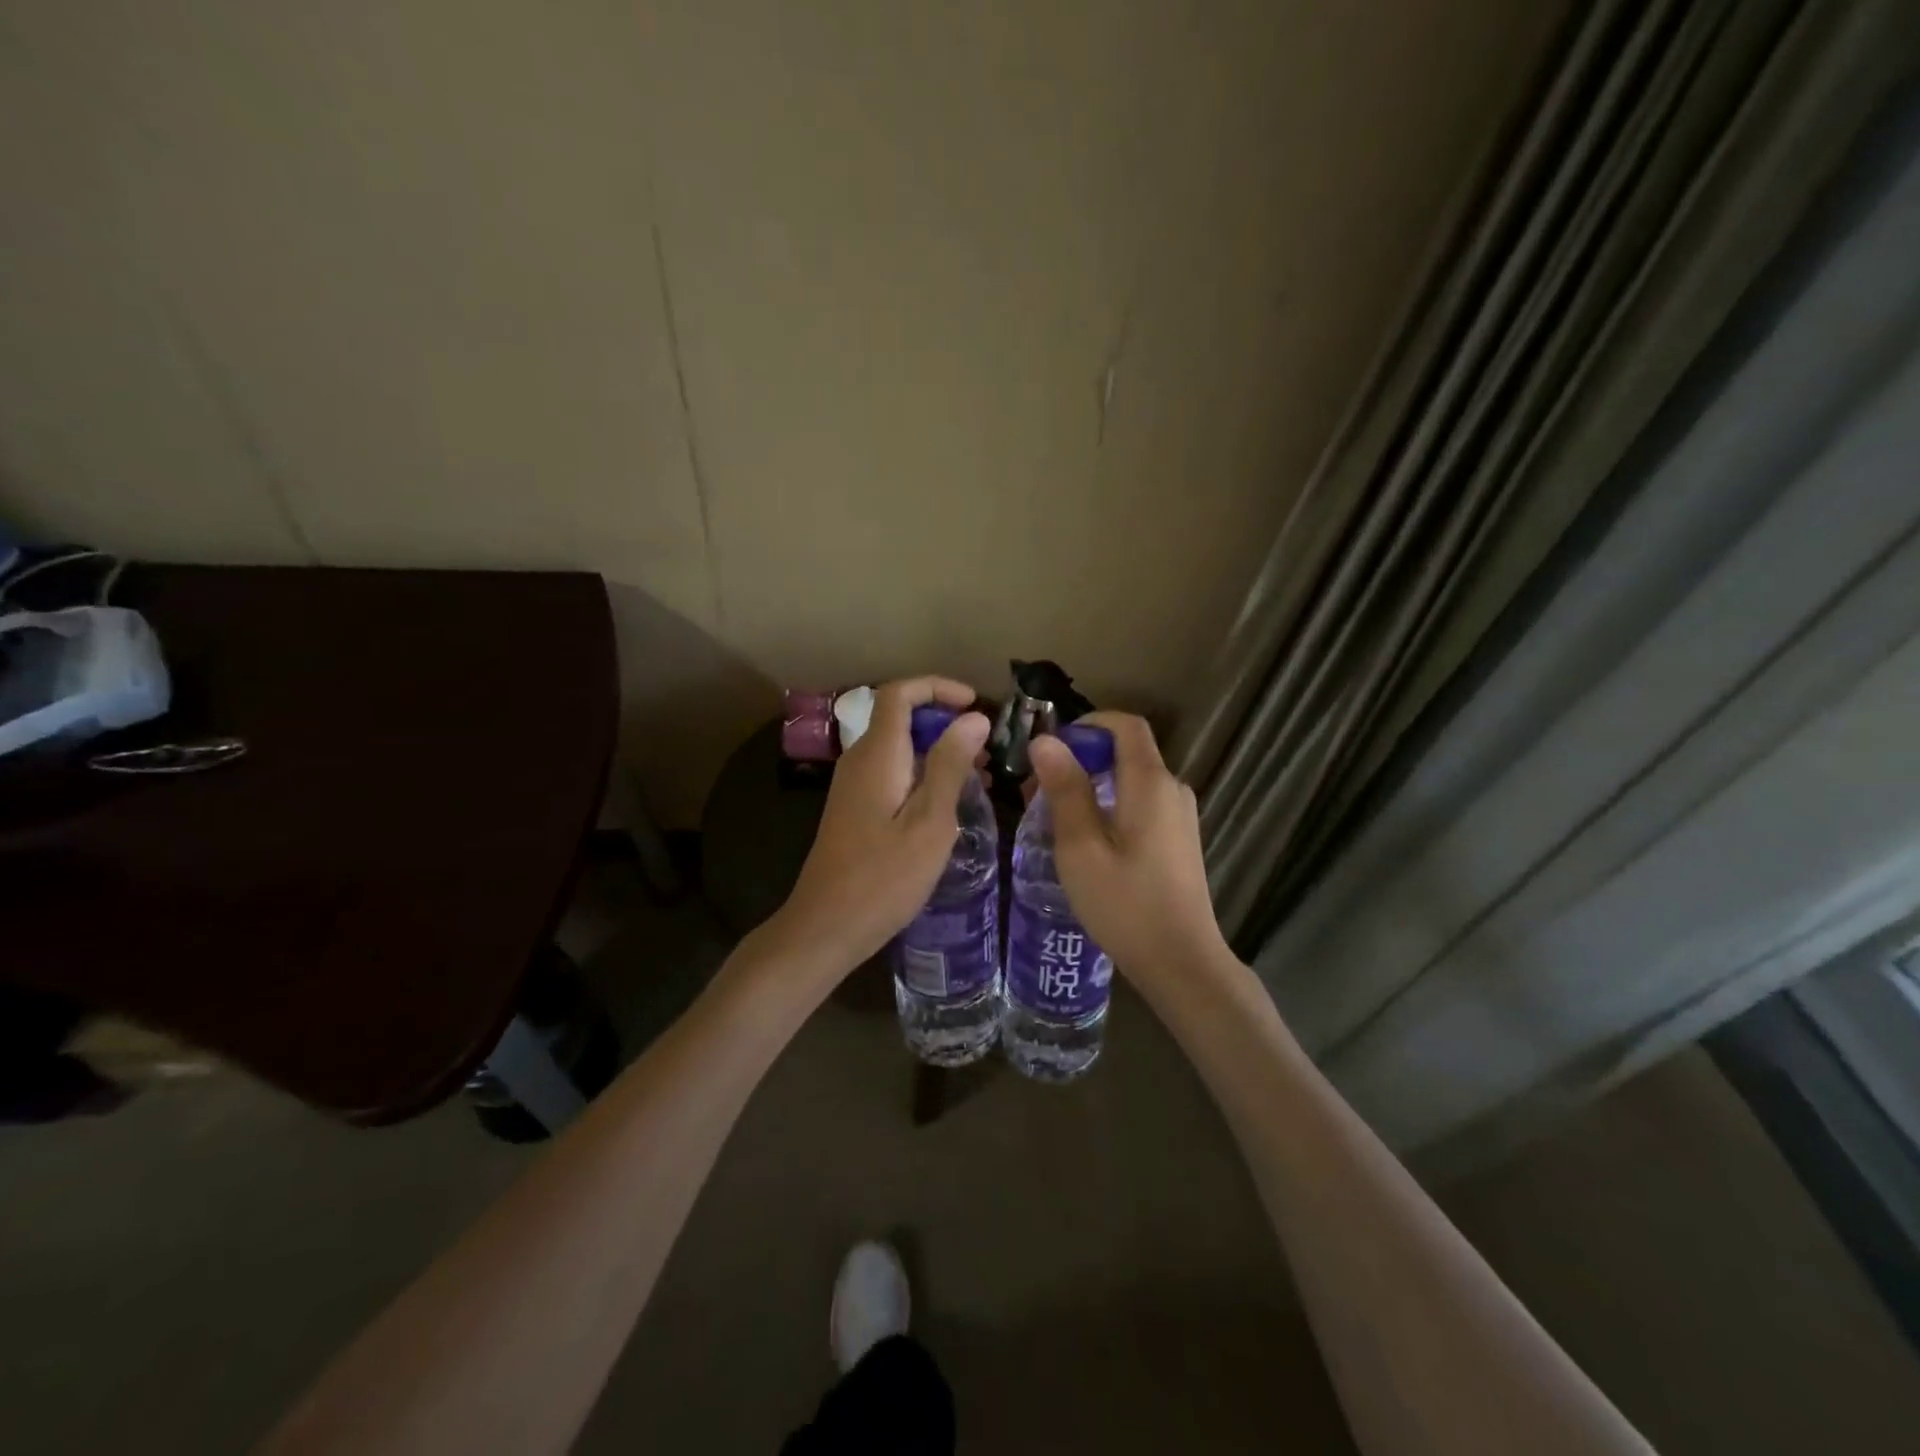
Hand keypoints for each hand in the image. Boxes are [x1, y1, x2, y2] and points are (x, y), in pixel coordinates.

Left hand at [778, 677, 990, 975]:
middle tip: (988, 750)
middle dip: (946, 722)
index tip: (976, 704)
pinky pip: (893, 773)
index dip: (938, 687)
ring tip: (981, 776)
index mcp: (877, 754)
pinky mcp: (856, 808)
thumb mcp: (930, 821)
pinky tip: (951, 804)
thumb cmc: (884, 877)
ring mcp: (854, 785)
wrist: (826, 926)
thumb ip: (950, 764)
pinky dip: (924, 774)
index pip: (900, 693)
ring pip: (900, 747)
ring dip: (939, 751)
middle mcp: (860, 760)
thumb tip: (972, 718)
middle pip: (901, 717)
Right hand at [1027, 712, 1229, 988]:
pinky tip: (1086, 840)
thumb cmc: (1125, 904)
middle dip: (1081, 759)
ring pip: (1132, 781)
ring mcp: (1181, 816)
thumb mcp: (1080, 847)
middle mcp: (1172, 789)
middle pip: (1127, 752)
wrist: (1182, 963)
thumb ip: (1065, 790)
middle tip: (1039, 789)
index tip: (1052, 746)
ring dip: (1093, 785)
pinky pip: (1142, 804)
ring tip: (1053, 817)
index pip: (1126, 725)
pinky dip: (1111, 806)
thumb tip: (1045, 741)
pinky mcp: (1180, 840)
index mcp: (1150, 783)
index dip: (1089, 724)